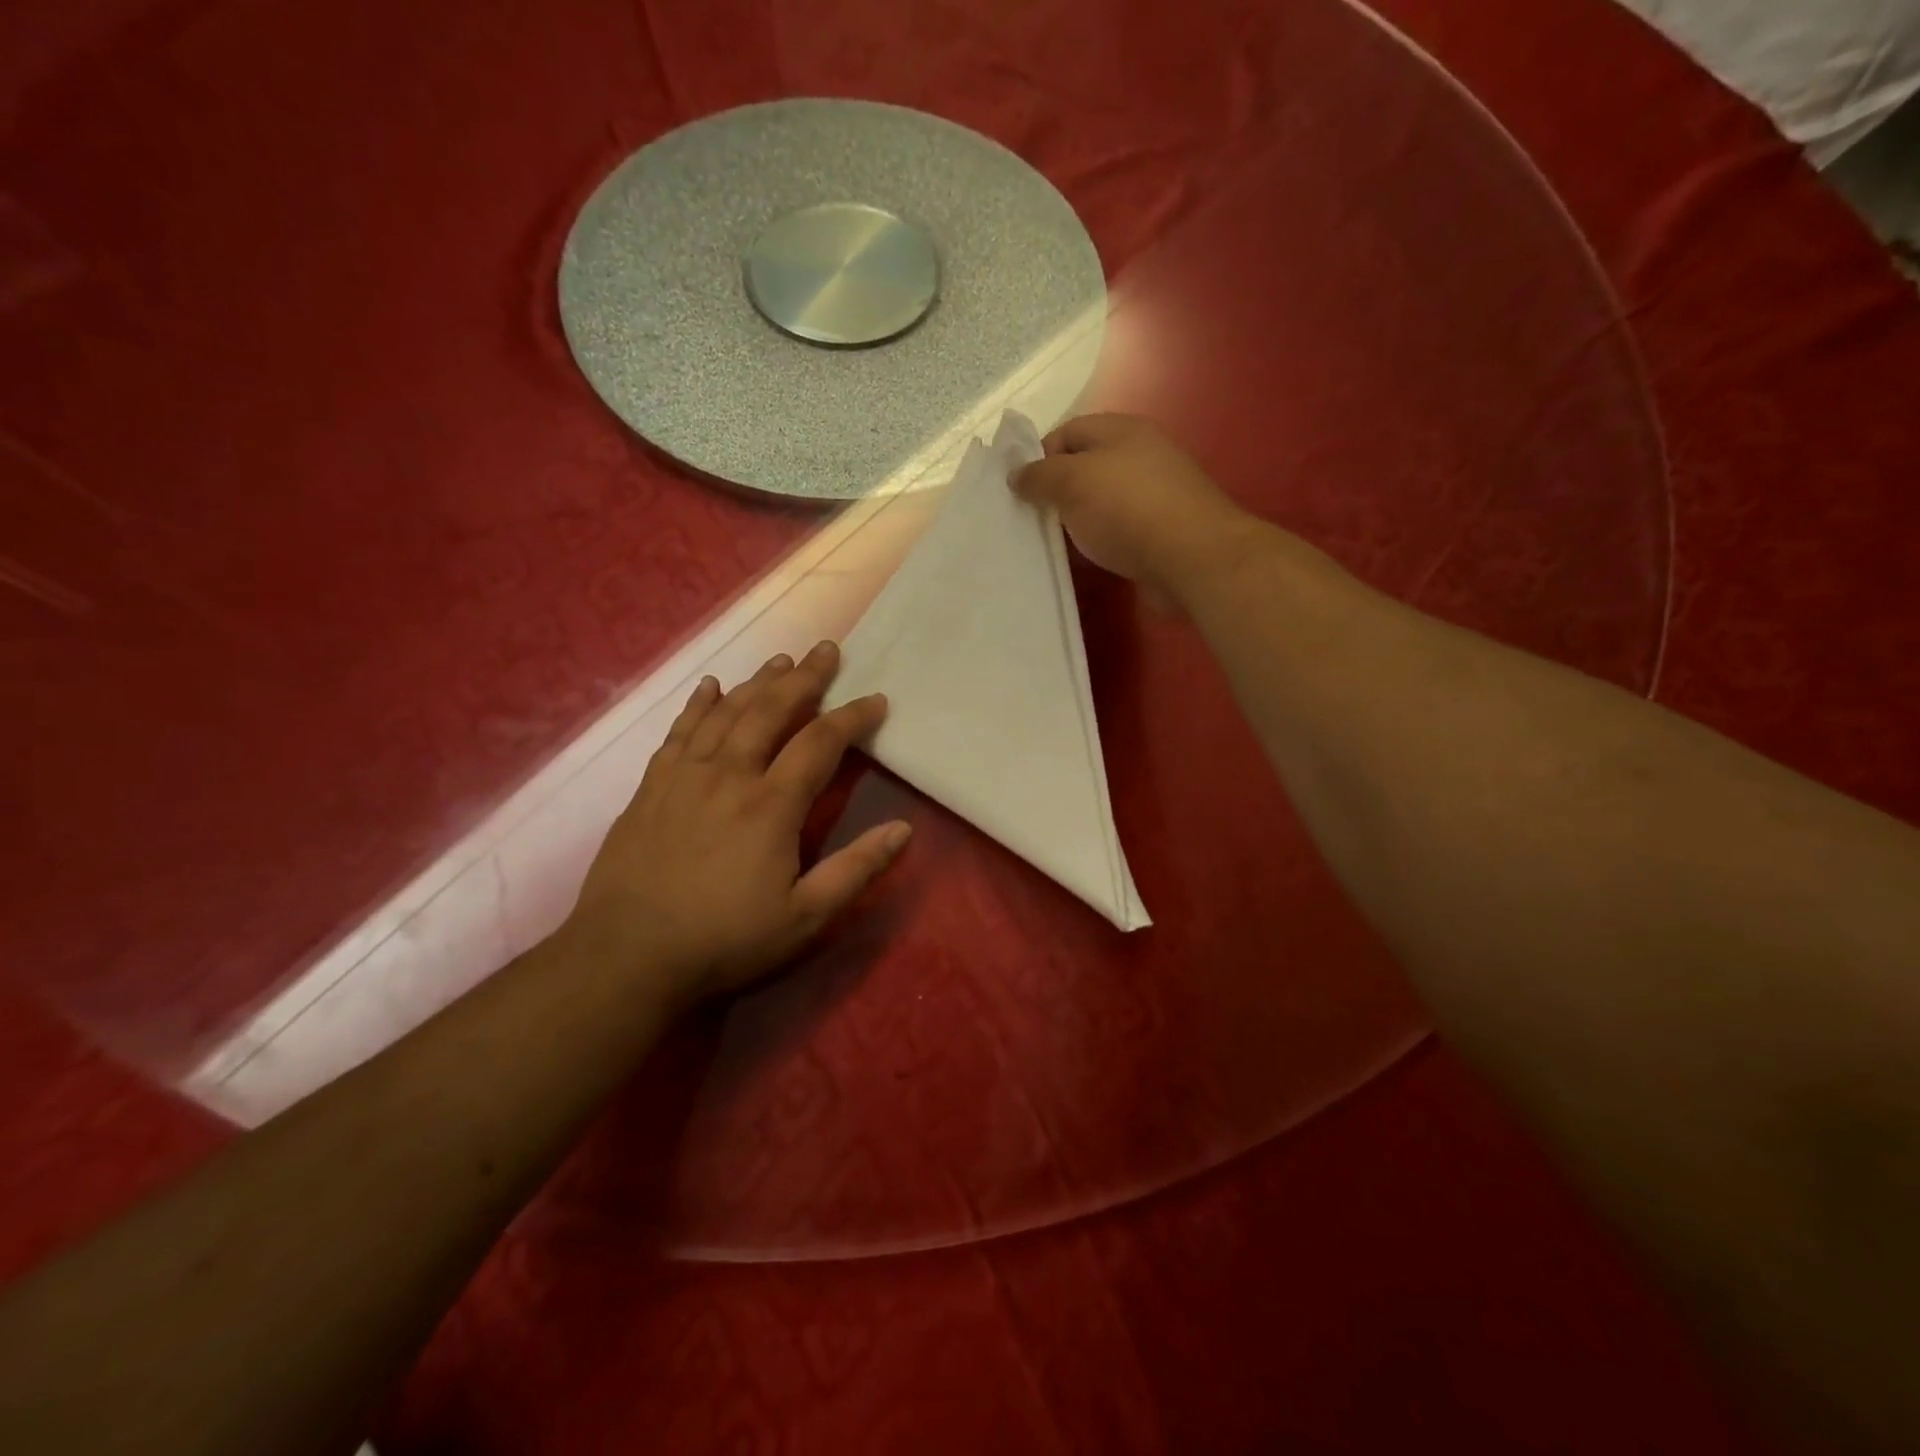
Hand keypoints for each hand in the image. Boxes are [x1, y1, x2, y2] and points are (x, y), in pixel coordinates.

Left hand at [565, 642, 910, 1006]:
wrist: (626, 956)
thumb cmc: (724, 940)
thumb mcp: (804, 917)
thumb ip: (856, 869)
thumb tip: (903, 829)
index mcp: (771, 805)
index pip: (820, 744)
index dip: (852, 718)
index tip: (875, 700)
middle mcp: (729, 775)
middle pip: (771, 711)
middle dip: (804, 678)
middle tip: (826, 650)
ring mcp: (684, 776)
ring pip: (727, 712)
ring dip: (757, 682)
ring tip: (781, 660)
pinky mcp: (651, 787)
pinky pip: (679, 731)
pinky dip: (698, 704)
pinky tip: (710, 686)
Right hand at [1013, 414, 1255, 613]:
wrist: (1192, 559)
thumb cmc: (1127, 508)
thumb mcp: (1072, 481)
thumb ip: (1040, 475)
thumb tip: (1016, 475)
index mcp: (1121, 430)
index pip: (1067, 432)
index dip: (1039, 457)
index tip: (1020, 491)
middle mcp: (1140, 455)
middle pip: (1084, 467)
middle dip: (1056, 491)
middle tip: (1031, 520)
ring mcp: (1153, 495)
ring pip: (1100, 502)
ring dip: (1076, 521)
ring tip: (1051, 544)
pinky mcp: (1160, 532)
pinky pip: (1117, 531)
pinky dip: (1098, 542)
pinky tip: (1085, 559)